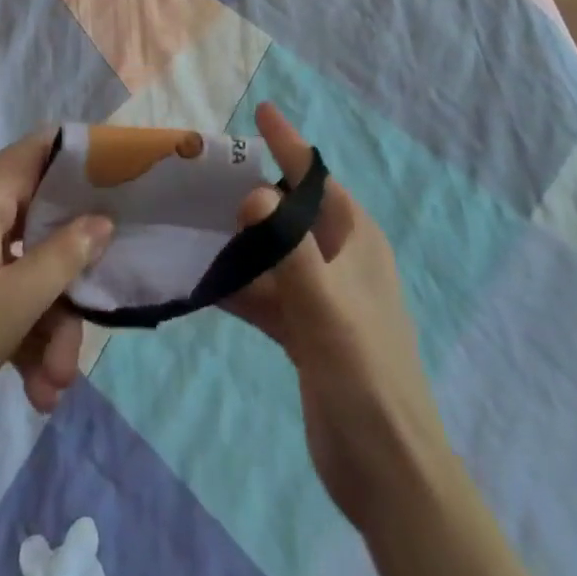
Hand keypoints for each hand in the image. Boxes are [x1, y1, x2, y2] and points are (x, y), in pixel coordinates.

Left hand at [0, 132, 111, 466]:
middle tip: (92, 327)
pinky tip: (37, 394)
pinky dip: (25, 343)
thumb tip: (103, 220)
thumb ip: (64, 257)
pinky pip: (7, 305)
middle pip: (46, 227)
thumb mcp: (11, 303)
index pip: (41, 151)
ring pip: (30, 275)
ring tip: (55, 387)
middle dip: (71, 282)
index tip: (127, 184)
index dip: (84, 160)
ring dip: (51, 329)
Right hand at [225, 103, 447, 526]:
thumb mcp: (325, 301)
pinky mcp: (303, 330)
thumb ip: (286, 244)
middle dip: (254, 188)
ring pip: (272, 252)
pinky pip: (264, 293)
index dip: (288, 143)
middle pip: (290, 211)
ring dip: (238, 239)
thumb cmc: (363, 368)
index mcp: (355, 239)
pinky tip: (200, 279)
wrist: (384, 465)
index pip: (316, 177)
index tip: (261, 110)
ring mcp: (320, 296)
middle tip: (205, 169)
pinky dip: (237, 284)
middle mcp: (339, 259)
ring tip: (192, 217)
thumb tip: (251, 192)